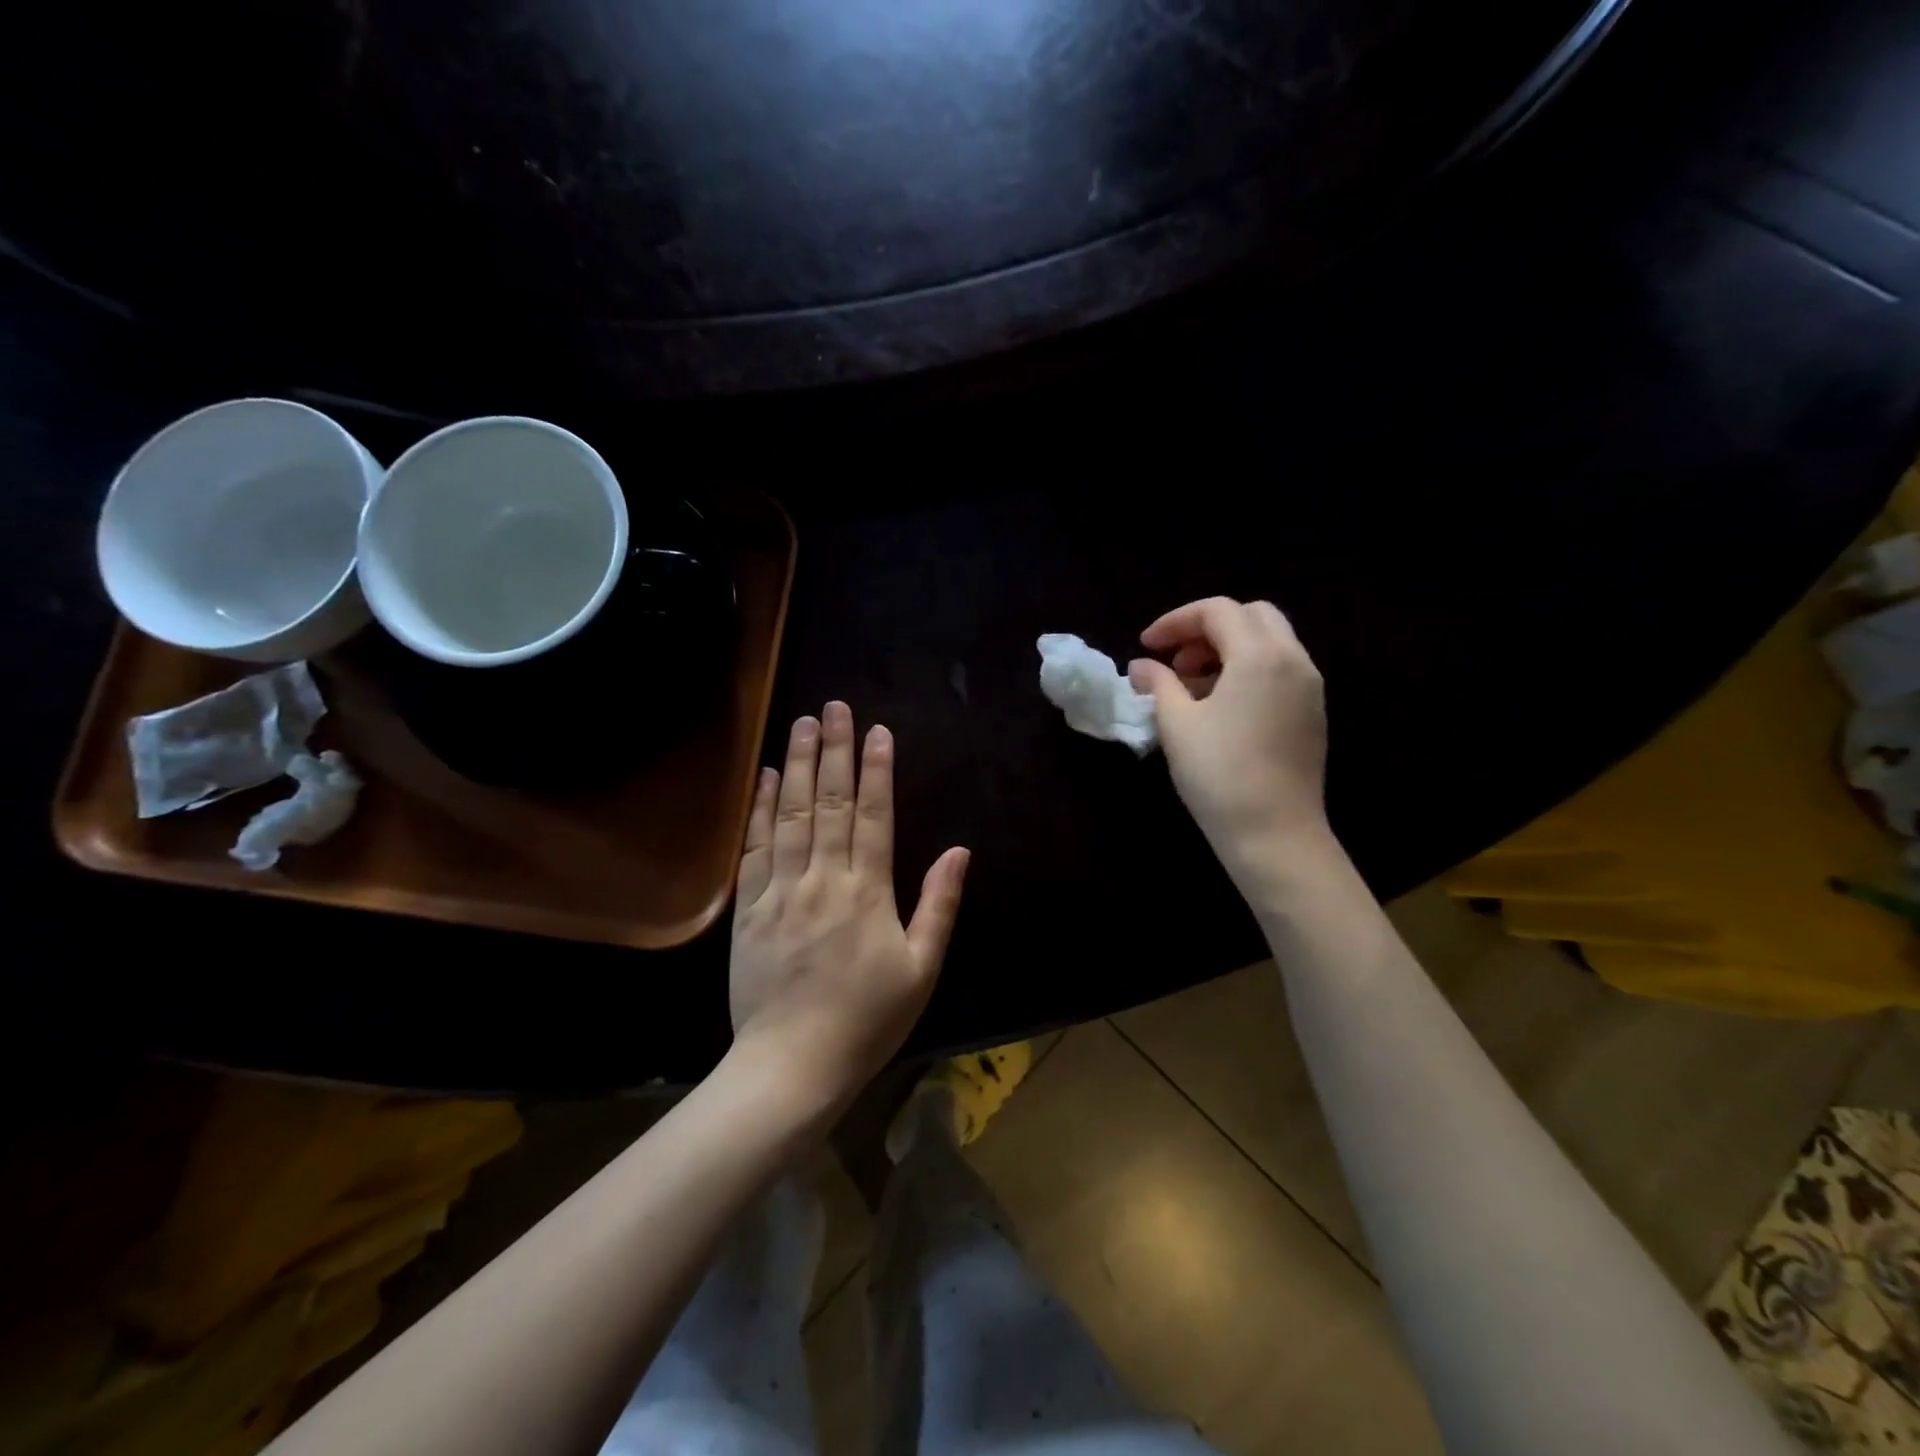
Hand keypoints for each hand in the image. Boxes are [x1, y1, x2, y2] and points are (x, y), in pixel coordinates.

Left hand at [729, 702, 969, 1111]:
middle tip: (833, 706)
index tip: (878, 730)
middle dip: (835, 751)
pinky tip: (768, 778)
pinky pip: (755, 849)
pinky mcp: (749, 909)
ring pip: (792, 815)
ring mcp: (782, 891)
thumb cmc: (868, 1020)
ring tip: (802, 724)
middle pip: (831, 803)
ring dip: (799, 766)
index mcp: (869, 892)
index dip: (877, 769)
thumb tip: (959, 851)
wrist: (792, 1065)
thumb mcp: (922, 969)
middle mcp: (824, 879)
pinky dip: (761, 809)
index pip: (874, 815)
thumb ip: (939, 905)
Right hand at [1129, 598, 1332, 886]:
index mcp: (1260, 656)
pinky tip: (1221, 706)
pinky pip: (1280, 669)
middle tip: (1176, 660)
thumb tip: (1141, 666)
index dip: (1175, 621)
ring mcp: (1309, 687)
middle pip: (1251, 616)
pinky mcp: (1312, 712)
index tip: (1147, 646)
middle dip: (1207, 628)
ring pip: (1269, 641)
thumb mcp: (1177, 725)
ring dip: (1228, 649)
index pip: (1217, 611)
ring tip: (1192, 685)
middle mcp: (1293, 660)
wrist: (1275, 834)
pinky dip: (1248, 669)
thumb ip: (1159, 684)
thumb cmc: (1219, 775)